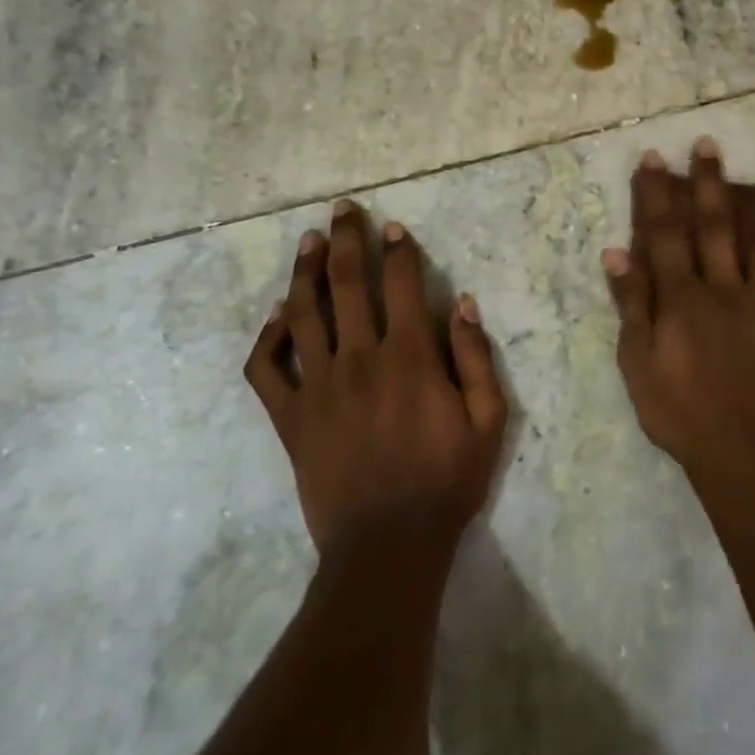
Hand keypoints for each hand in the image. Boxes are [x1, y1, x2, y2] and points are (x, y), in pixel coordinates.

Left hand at [245, 201, 507, 557]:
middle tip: (343, 209)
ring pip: (304, 313)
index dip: (399, 250)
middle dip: (347, 240)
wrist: (387, 544)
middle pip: (347, 283)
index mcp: (409, 358)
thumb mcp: (488, 421)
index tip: (394, 228)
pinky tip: (277, 316)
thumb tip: (461, 303)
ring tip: (307, 241)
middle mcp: (359, 359)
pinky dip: (268, 337)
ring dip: (305, 271)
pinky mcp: (289, 417)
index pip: (401, 285)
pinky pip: (267, 368)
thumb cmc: (446, 481)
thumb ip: (476, 358)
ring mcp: (318, 387)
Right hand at [603, 139, 754, 482]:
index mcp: (682, 297)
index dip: (658, 194)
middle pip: (717, 228)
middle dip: (711, 184)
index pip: (666, 235)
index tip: (655, 158)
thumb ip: (631, 304)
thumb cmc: (676, 409)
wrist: (736, 450)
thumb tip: (616, 253)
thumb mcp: (636, 361)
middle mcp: (725, 290)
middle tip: (711, 145)